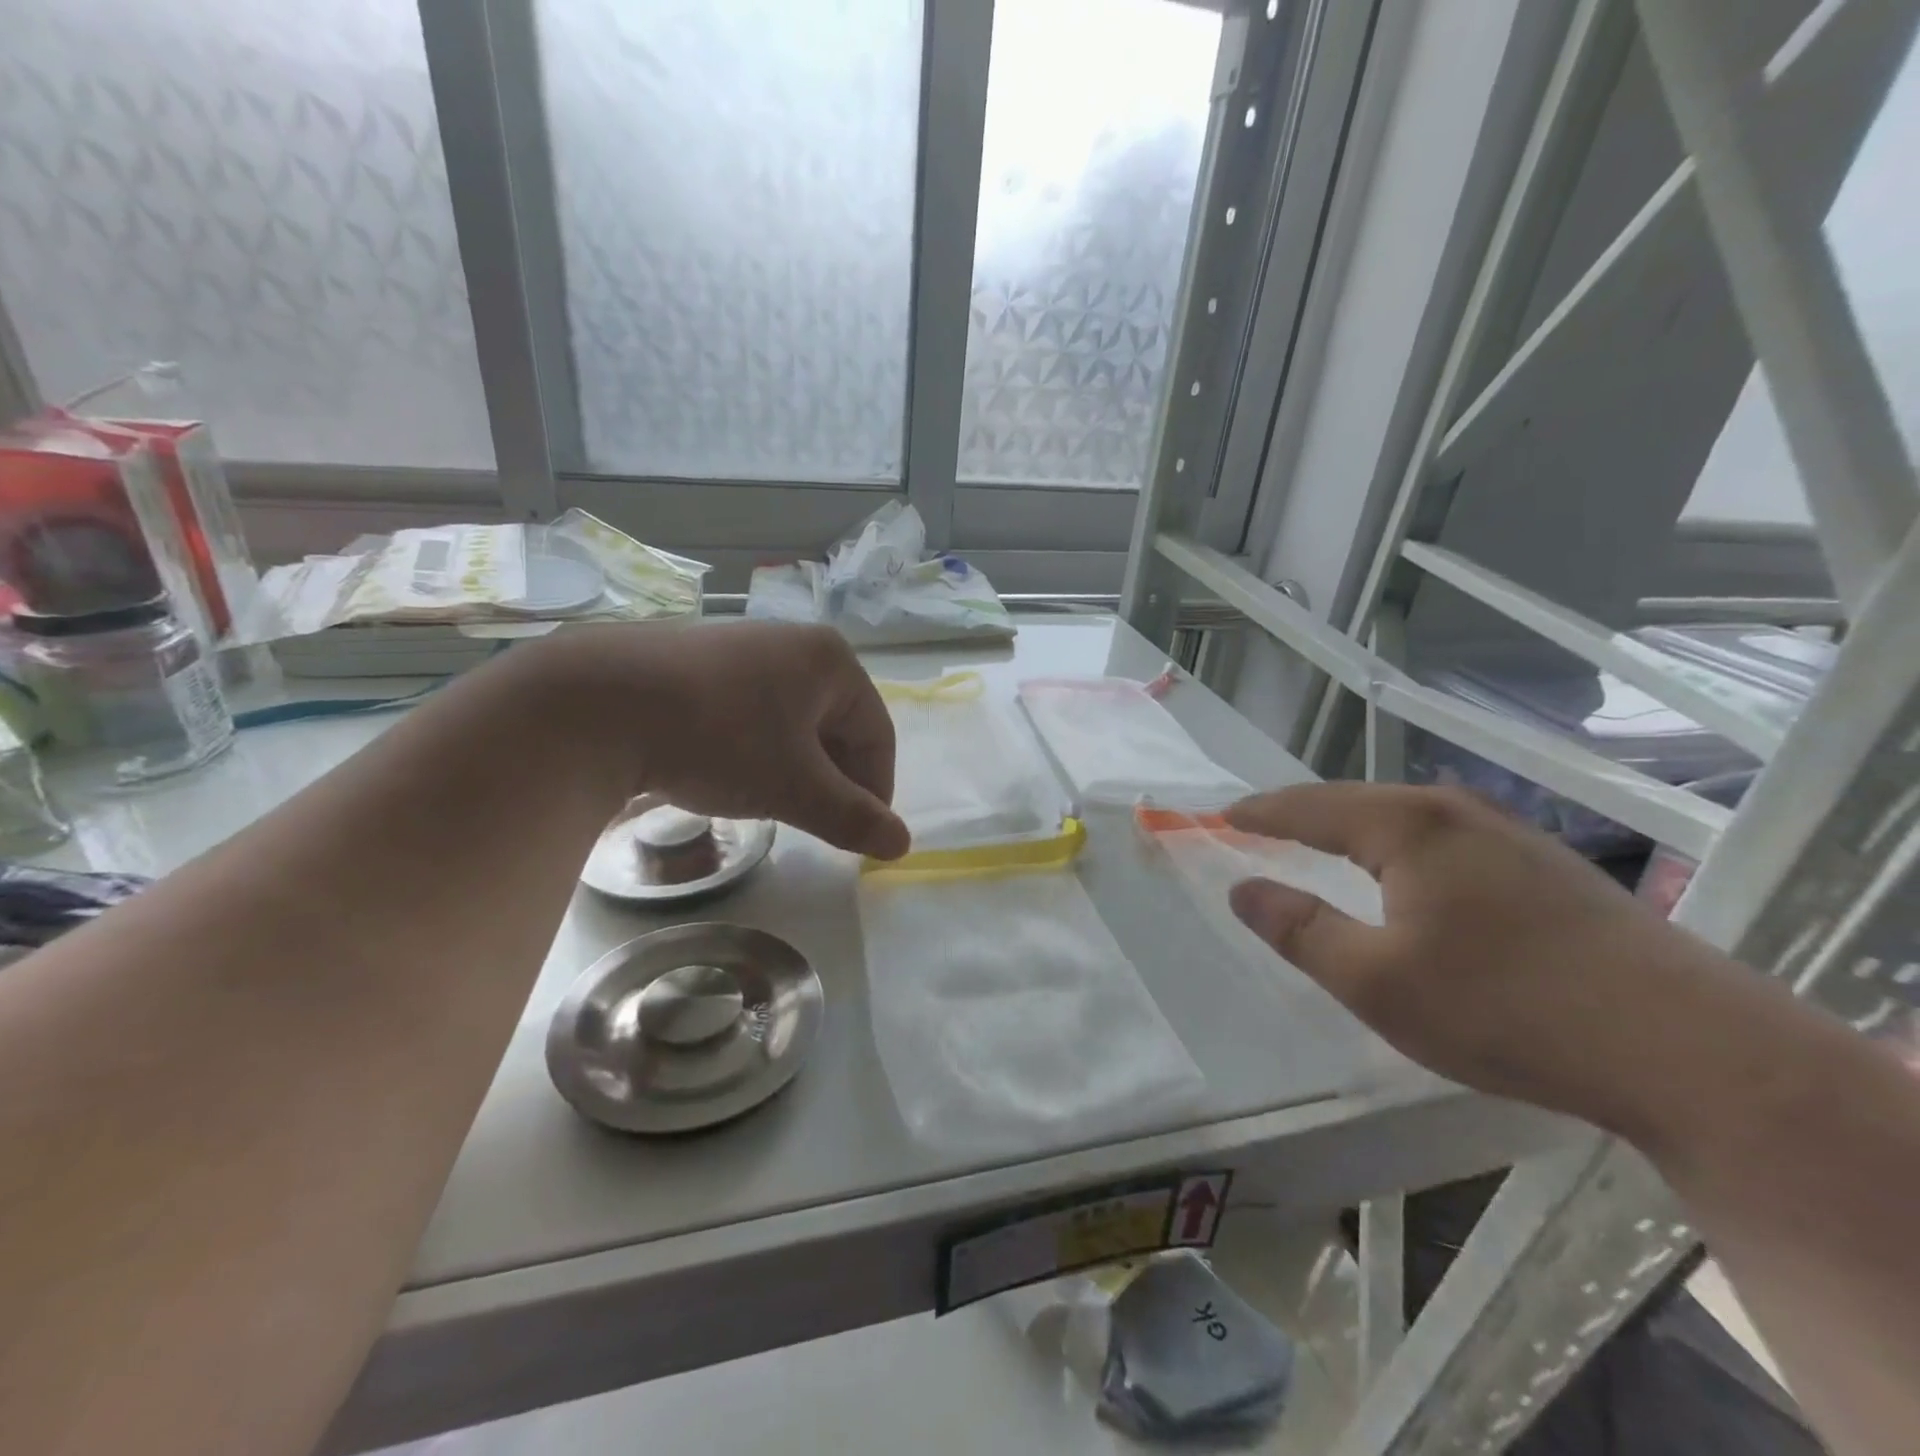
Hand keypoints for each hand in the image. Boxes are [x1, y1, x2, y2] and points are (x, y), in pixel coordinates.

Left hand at [535, 621, 909, 859]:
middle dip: (832, 779)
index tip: (860, 837)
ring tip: (770, 802)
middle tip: (815, 823)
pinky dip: (755, 749)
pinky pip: (751, 711)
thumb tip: (903, 844)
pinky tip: (727, 773)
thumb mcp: (794, 787)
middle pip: (836, 725)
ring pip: (792, 721)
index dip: (876, 791)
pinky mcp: (699, 661)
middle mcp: (793, 643)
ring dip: (794, 767)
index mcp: (831, 661)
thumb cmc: (719, 738)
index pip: (877, 734)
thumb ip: (853, 817)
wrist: (596, 702)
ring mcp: (743, 647)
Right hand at [1224, 782, 1746, 1136]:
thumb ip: (1299, 930)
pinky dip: (1399, 847)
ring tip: (1320, 843)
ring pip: (1405, 818)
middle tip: (1261, 827)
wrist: (1693, 1052)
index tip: (1221, 815)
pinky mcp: (1548, 868)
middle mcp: (1456, 811)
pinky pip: (1444, 840)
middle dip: (1302, 813)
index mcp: (1406, 826)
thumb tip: (1242, 888)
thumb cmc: (1506, 1008)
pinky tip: (1407, 874)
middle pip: (1356, 801)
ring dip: (1353, 827)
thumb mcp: (1375, 980)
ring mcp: (1511, 835)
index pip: (1308, 806)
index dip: (1259, 813)